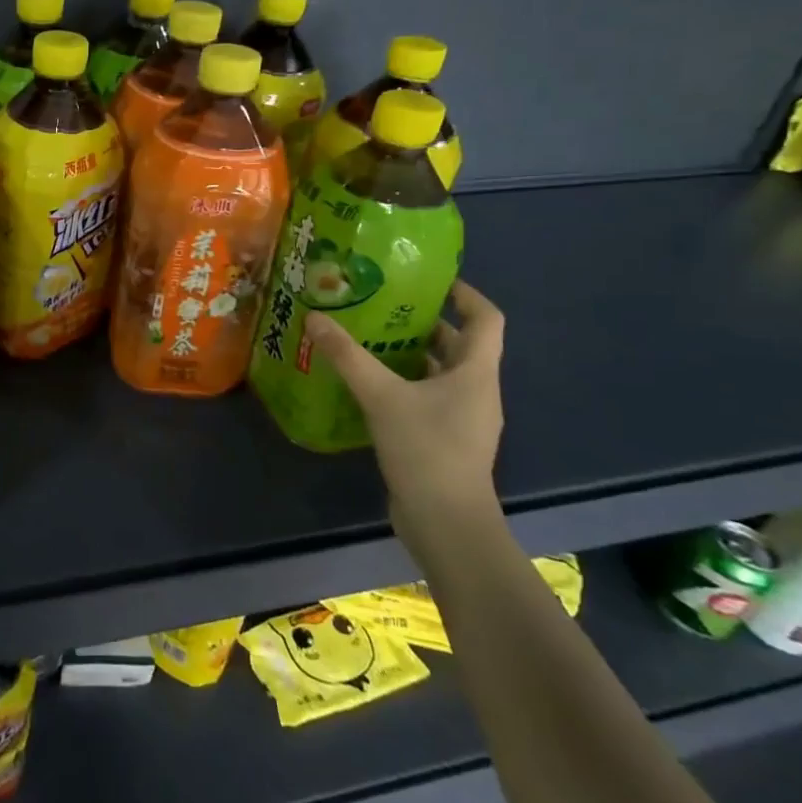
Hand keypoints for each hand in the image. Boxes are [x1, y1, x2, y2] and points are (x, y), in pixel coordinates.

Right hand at [305, 280, 505, 541]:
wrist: (446, 522)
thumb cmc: (426, 449)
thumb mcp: (381, 396)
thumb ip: (348, 356)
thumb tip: (315, 317)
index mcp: (476, 372)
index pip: (486, 319)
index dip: (465, 294)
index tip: (432, 280)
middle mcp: (477, 390)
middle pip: (460, 345)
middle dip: (425, 323)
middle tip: (382, 306)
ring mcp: (464, 419)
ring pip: (441, 373)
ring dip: (411, 355)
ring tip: (368, 339)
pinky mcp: (446, 440)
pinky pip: (428, 399)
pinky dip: (404, 384)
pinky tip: (369, 386)